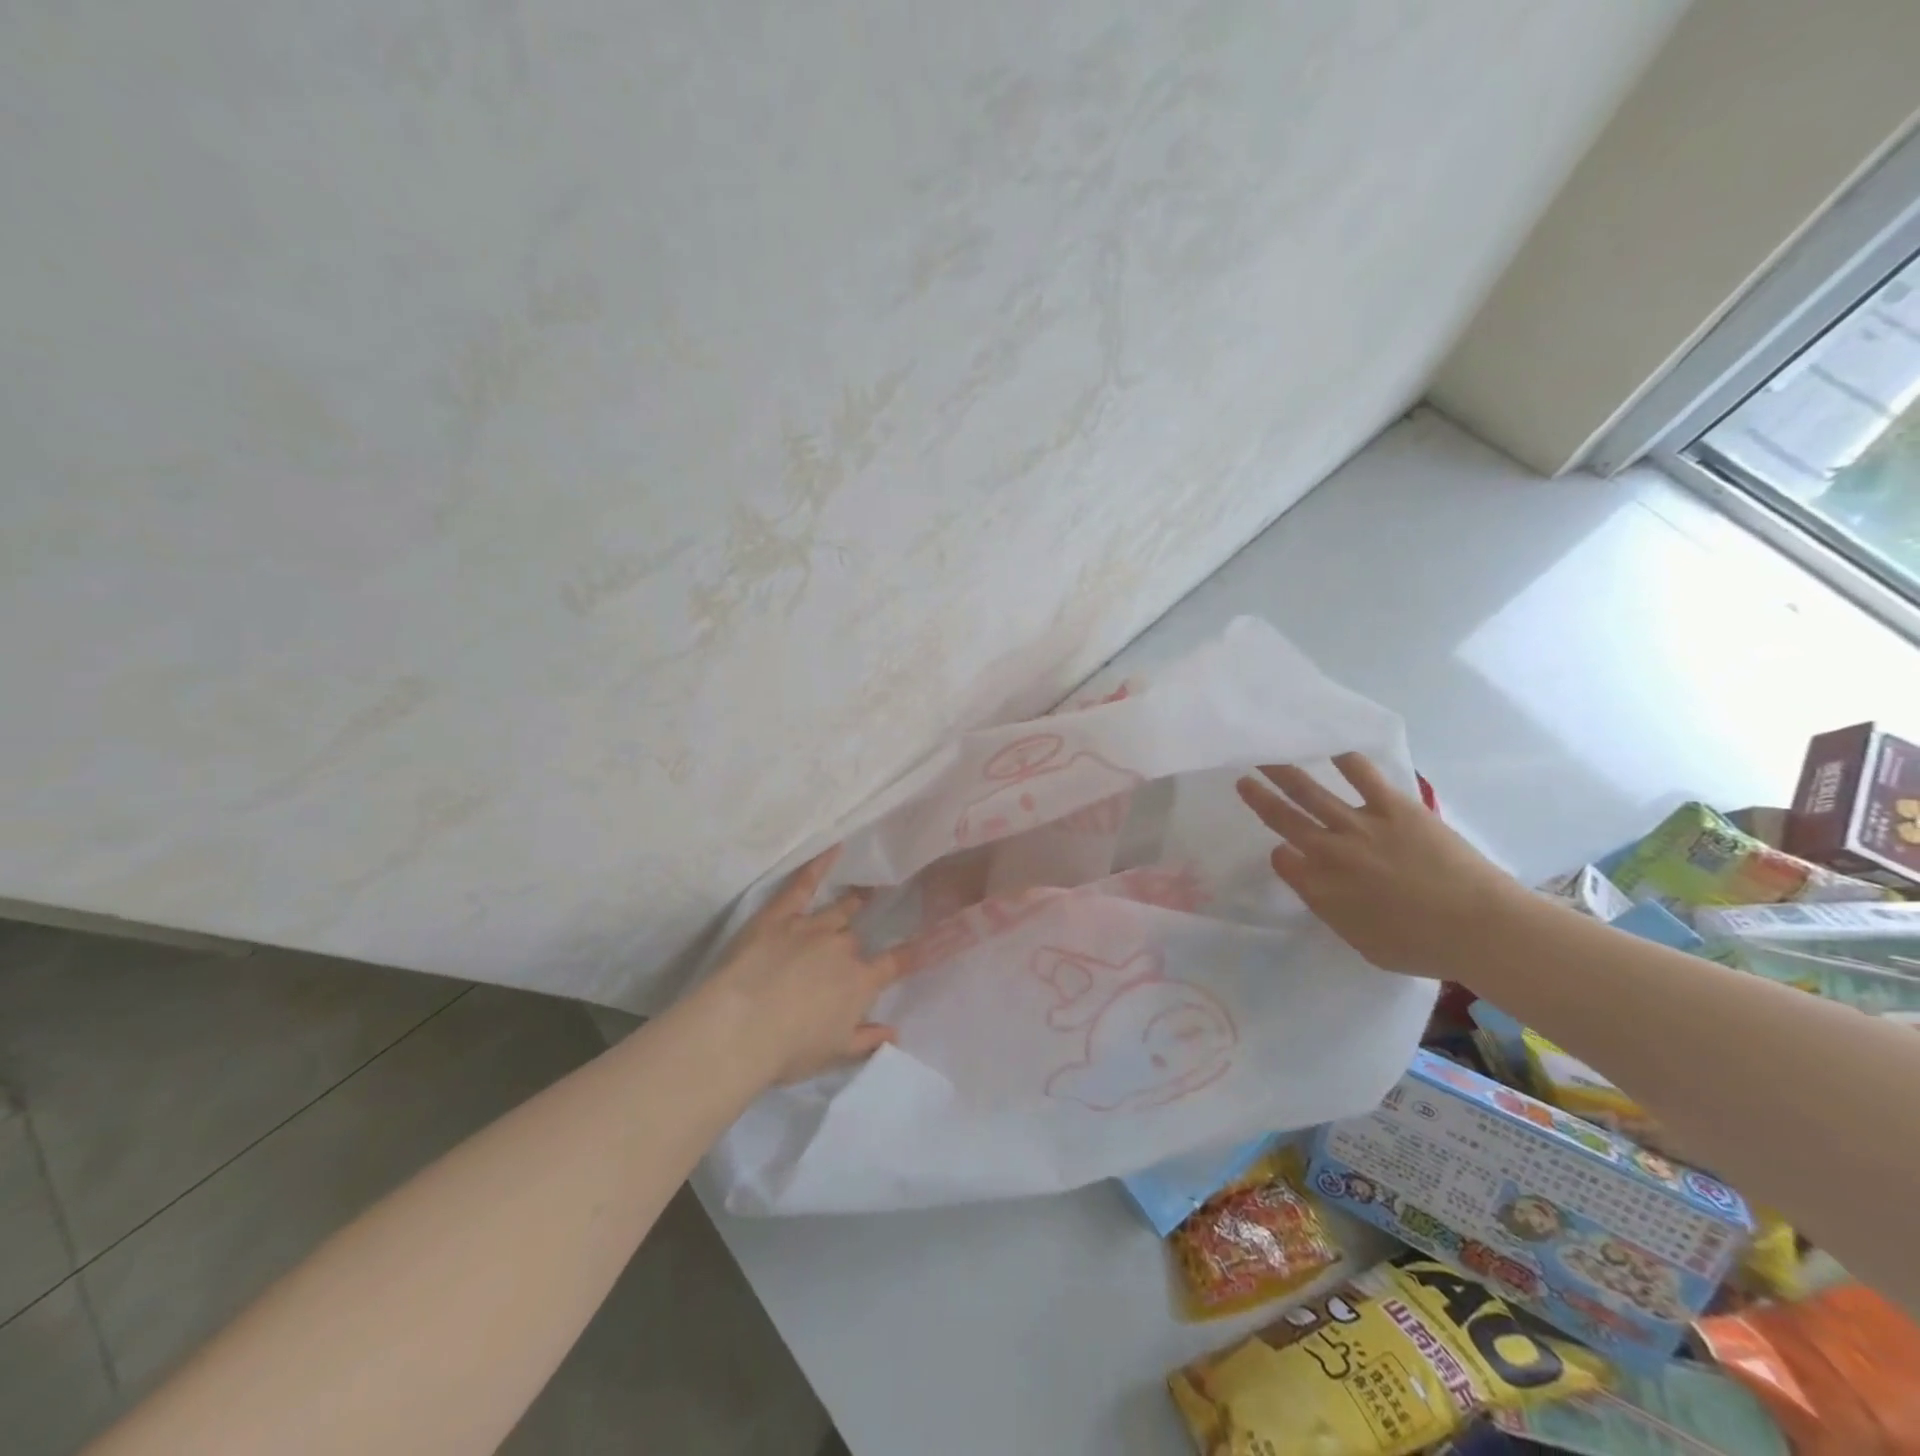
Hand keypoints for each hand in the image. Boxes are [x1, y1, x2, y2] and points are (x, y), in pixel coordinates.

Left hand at [697, 848, 904, 1085]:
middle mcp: (843, 948)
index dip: (915, 950)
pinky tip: (834, 847)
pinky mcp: (780, 914)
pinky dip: (819, 865)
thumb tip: (895, 1032)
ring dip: (853, 902)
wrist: (740, 1027)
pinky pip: (804, 884)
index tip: (935, 935)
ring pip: (839, 910)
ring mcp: (812, 927)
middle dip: (856, 945)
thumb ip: (868, 1040)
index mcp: (860, 982)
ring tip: (865, 891)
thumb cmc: (788, 1049)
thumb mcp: (834, 1054)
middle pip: (857, 939)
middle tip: (851, 950)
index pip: (896, 962)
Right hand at [1235, 753, 1523, 977]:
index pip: (1283, 860)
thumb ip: (1331, 911)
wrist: (1479, 929)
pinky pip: (1362, 775)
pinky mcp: (1394, 806)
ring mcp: (1360, 824)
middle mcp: (1329, 851)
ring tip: (1268, 755)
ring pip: (1311, 791)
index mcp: (1319, 888)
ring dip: (1285, 772)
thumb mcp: (1362, 944)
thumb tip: (1314, 886)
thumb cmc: (1423, 948)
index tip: (1283, 850)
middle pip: (1284, 817)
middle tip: (1242, 778)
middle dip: (1260, 797)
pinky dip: (1345, 760)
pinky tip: (1333, 748)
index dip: (1280, 853)